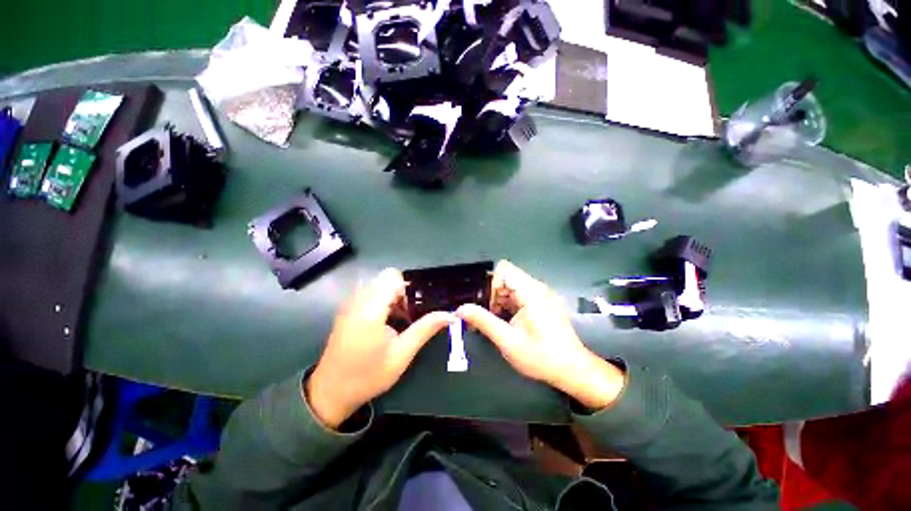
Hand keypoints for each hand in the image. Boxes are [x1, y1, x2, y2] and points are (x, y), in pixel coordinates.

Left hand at [307, 269, 453, 428]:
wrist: (330, 391)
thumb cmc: (368, 375)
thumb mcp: (402, 354)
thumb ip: (425, 329)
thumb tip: (449, 315)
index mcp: (371, 308)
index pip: (393, 276)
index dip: (408, 288)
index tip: (414, 308)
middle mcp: (358, 299)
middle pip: (386, 278)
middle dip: (401, 292)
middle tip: (408, 316)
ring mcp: (350, 303)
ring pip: (378, 284)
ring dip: (392, 296)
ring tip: (397, 320)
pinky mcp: (347, 308)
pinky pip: (369, 292)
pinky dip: (381, 300)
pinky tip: (384, 322)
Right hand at [456, 260, 625, 409]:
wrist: (573, 370)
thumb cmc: (541, 356)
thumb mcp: (507, 340)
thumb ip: (483, 321)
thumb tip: (461, 309)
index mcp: (530, 292)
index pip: (504, 269)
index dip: (491, 284)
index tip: (487, 306)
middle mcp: (537, 288)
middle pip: (507, 278)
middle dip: (493, 295)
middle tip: (488, 317)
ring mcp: (542, 295)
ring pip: (512, 287)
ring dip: (500, 301)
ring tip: (497, 322)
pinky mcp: (544, 303)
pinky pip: (521, 295)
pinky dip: (510, 305)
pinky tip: (509, 323)